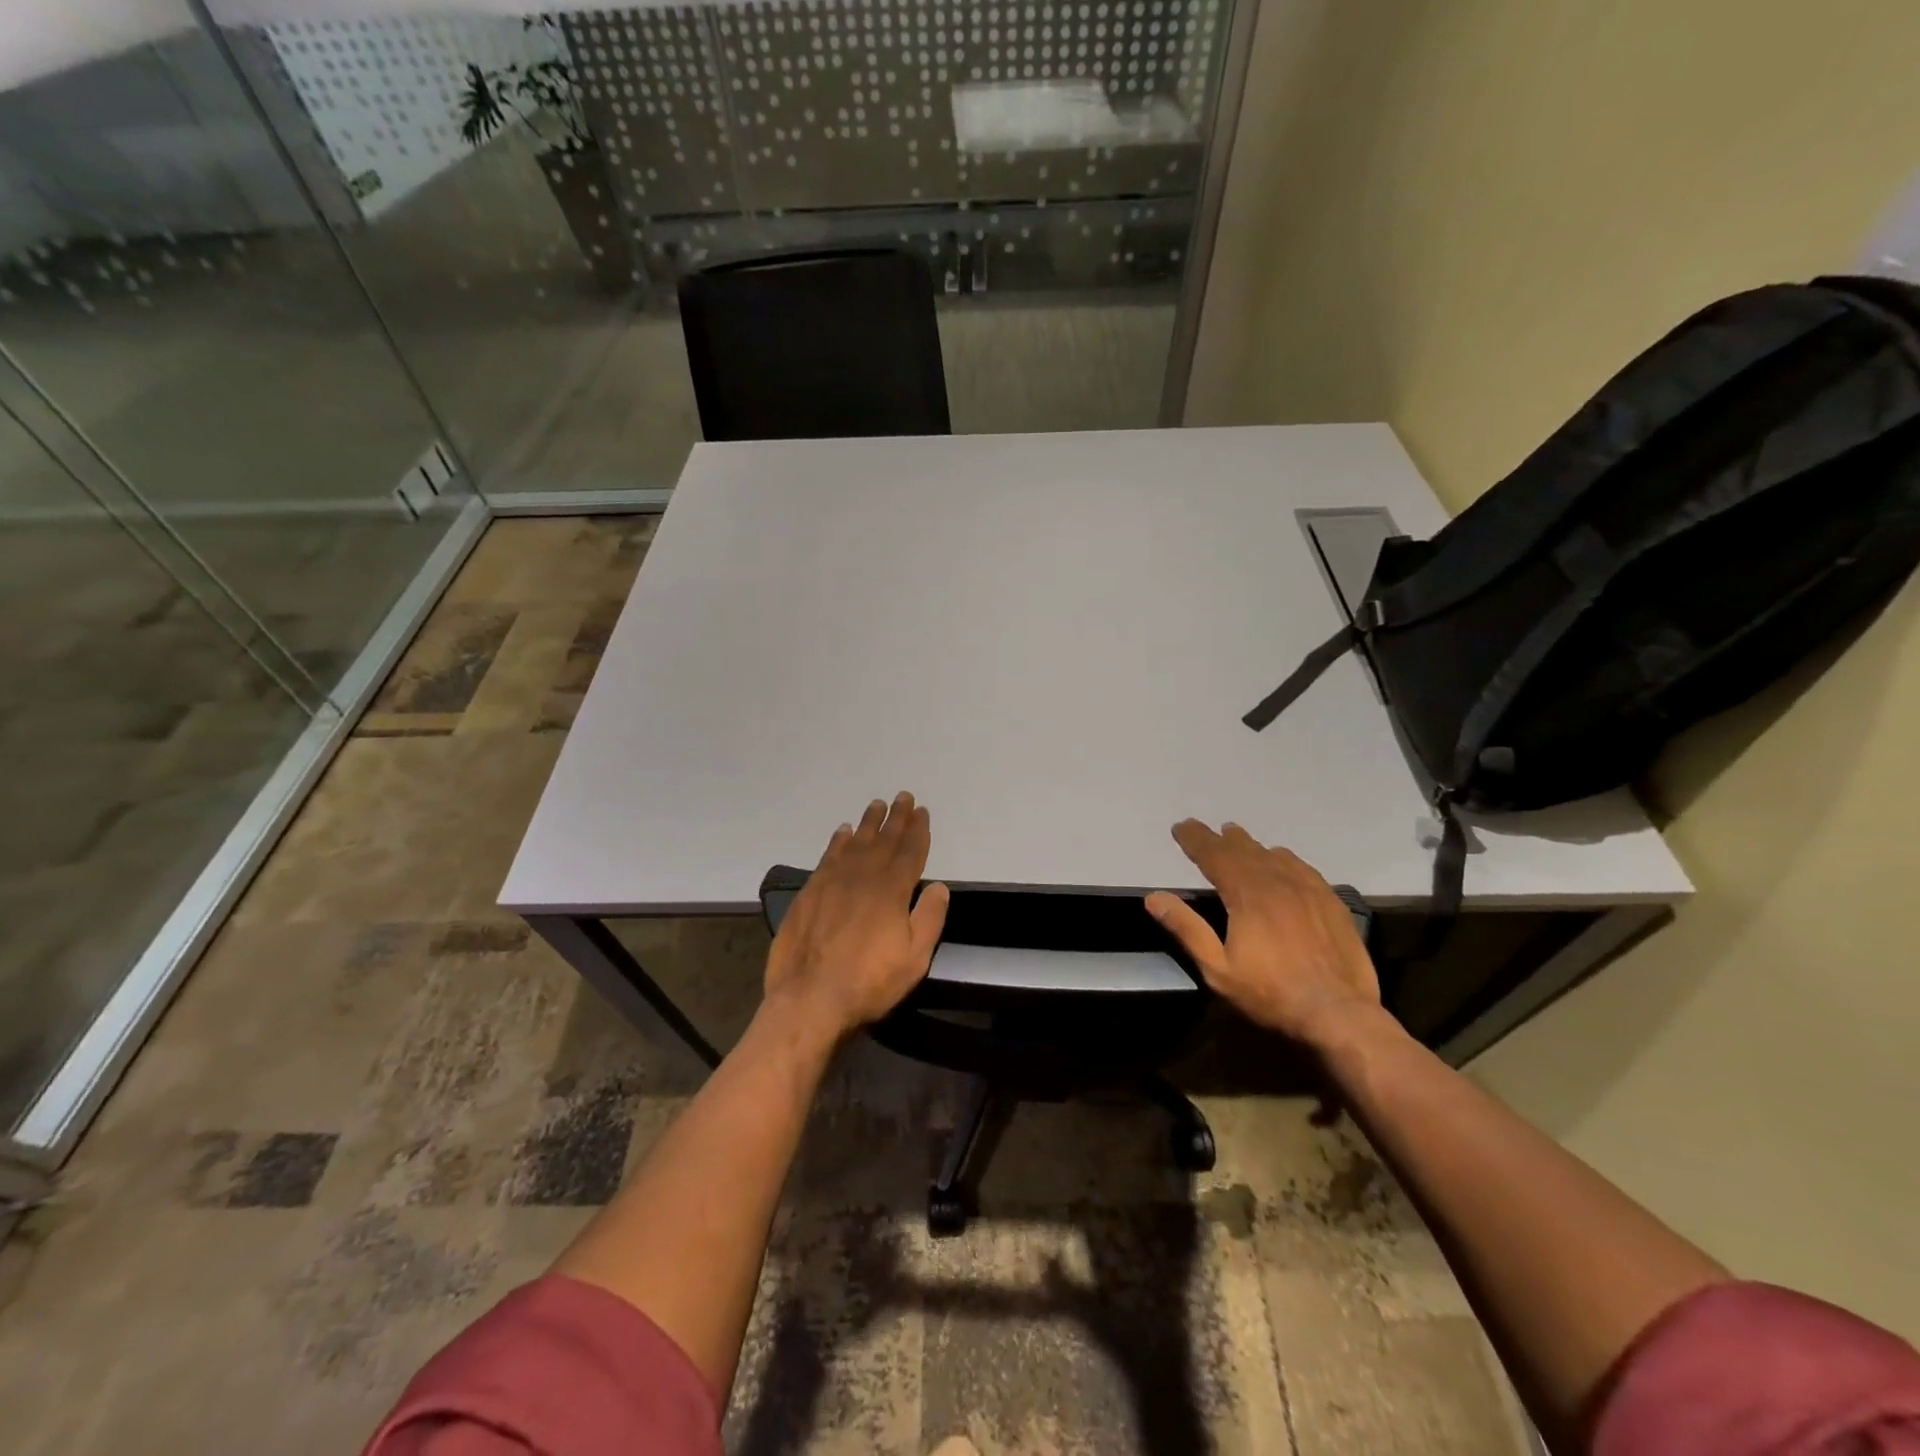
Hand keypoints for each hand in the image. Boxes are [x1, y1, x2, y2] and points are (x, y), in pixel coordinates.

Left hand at [763, 792, 951, 1044]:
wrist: (809, 999)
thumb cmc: (869, 983)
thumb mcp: (914, 959)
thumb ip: (929, 919)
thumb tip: (939, 886)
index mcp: (891, 891)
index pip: (909, 852)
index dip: (918, 831)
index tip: (922, 811)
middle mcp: (863, 877)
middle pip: (883, 840)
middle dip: (896, 818)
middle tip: (903, 797)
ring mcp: (832, 882)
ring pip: (855, 843)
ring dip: (868, 823)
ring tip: (877, 805)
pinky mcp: (810, 893)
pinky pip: (828, 856)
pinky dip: (838, 841)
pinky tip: (843, 832)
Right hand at [1145, 820, 1379, 1047]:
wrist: (1340, 1013)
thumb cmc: (1271, 994)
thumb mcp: (1217, 968)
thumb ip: (1187, 929)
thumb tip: (1154, 898)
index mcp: (1247, 895)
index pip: (1214, 856)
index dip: (1195, 840)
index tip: (1180, 827)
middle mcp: (1277, 883)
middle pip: (1243, 851)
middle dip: (1220, 839)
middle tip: (1205, 829)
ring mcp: (1308, 890)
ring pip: (1274, 856)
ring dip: (1251, 846)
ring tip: (1238, 838)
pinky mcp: (1331, 903)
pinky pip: (1303, 868)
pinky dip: (1284, 859)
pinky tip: (1282, 860)